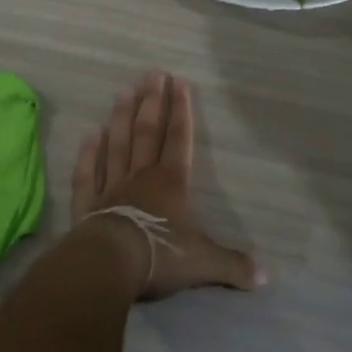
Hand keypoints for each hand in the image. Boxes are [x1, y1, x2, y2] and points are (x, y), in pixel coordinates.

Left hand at [71, 72, 261, 299]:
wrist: (112, 264)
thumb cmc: (161, 256)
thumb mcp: (204, 263)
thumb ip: (232, 265)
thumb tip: (264, 277)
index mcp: (171, 183)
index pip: (179, 139)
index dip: (181, 111)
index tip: (179, 83)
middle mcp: (141, 176)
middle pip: (147, 132)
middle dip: (152, 102)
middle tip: (152, 74)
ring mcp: (112, 186)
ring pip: (118, 144)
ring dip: (121, 118)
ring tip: (124, 91)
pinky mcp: (87, 203)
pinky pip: (87, 172)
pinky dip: (88, 153)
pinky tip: (90, 134)